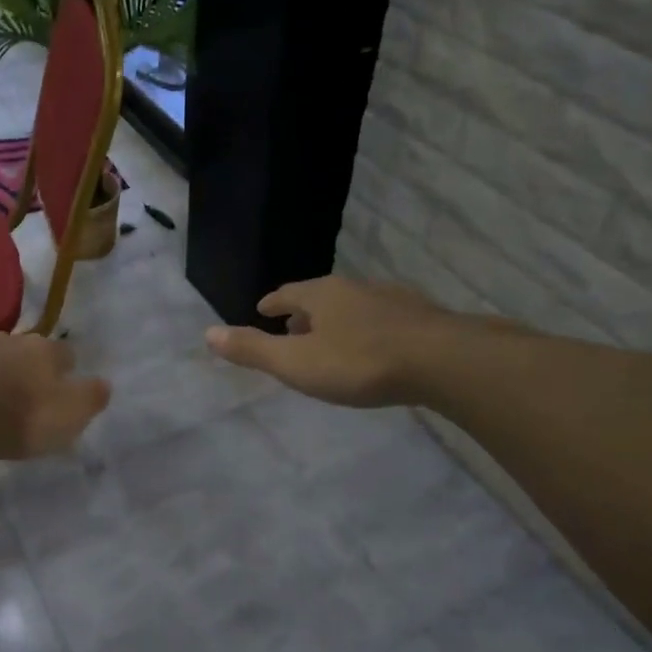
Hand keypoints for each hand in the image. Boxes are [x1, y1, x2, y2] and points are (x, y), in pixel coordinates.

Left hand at [0, 332, 111, 458]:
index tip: (66, 389)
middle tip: (29, 395)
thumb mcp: (69, 414)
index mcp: (42, 350)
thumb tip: (103, 384)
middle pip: (24, 351)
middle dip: (28, 369)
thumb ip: (90, 397)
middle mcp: (6, 341)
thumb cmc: (18, 416)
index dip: (67, 371)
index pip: (65, 353)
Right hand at [206, 276, 476, 407]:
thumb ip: (254, 350)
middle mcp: (355, 288)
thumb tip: (208, 333)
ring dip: (336, 320)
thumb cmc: (360, 363)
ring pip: (353, 306)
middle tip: (292, 328)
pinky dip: (366, 330)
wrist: (443, 361)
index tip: (263, 309)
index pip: (287, 293)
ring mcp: (391, 300)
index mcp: (322, 294)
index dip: (273, 302)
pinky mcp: (420, 318)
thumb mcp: (297, 363)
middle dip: (303, 312)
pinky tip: (374, 348)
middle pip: (320, 296)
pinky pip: (382, 319)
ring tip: (331, 340)